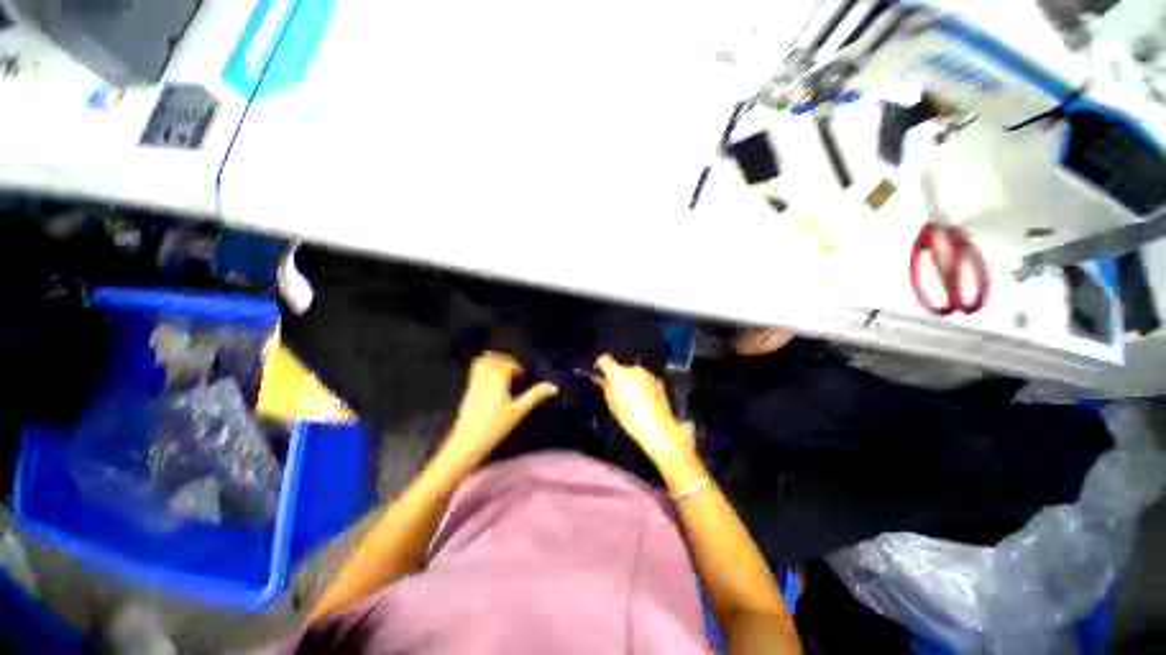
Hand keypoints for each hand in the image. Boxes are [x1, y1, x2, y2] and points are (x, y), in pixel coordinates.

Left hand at [445, 352, 556, 458]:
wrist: (467, 441)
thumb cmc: (495, 426)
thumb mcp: (519, 411)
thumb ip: (535, 396)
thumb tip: (554, 387)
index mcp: (497, 379)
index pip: (507, 363)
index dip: (517, 367)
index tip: (523, 375)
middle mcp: (484, 377)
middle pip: (494, 359)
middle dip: (506, 361)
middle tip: (515, 372)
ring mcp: (474, 383)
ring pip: (483, 362)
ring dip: (494, 363)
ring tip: (503, 373)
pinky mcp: (468, 390)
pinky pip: (475, 371)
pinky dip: (484, 369)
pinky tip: (491, 381)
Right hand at [594, 355, 689, 464]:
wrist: (658, 428)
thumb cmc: (632, 419)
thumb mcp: (612, 405)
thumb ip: (605, 389)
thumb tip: (602, 381)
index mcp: (617, 373)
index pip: (604, 360)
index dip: (600, 366)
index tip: (600, 373)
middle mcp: (633, 370)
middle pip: (620, 368)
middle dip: (617, 378)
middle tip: (615, 394)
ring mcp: (647, 374)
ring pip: (633, 374)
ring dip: (630, 383)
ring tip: (631, 401)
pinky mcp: (657, 381)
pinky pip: (644, 380)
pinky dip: (642, 387)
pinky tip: (642, 402)